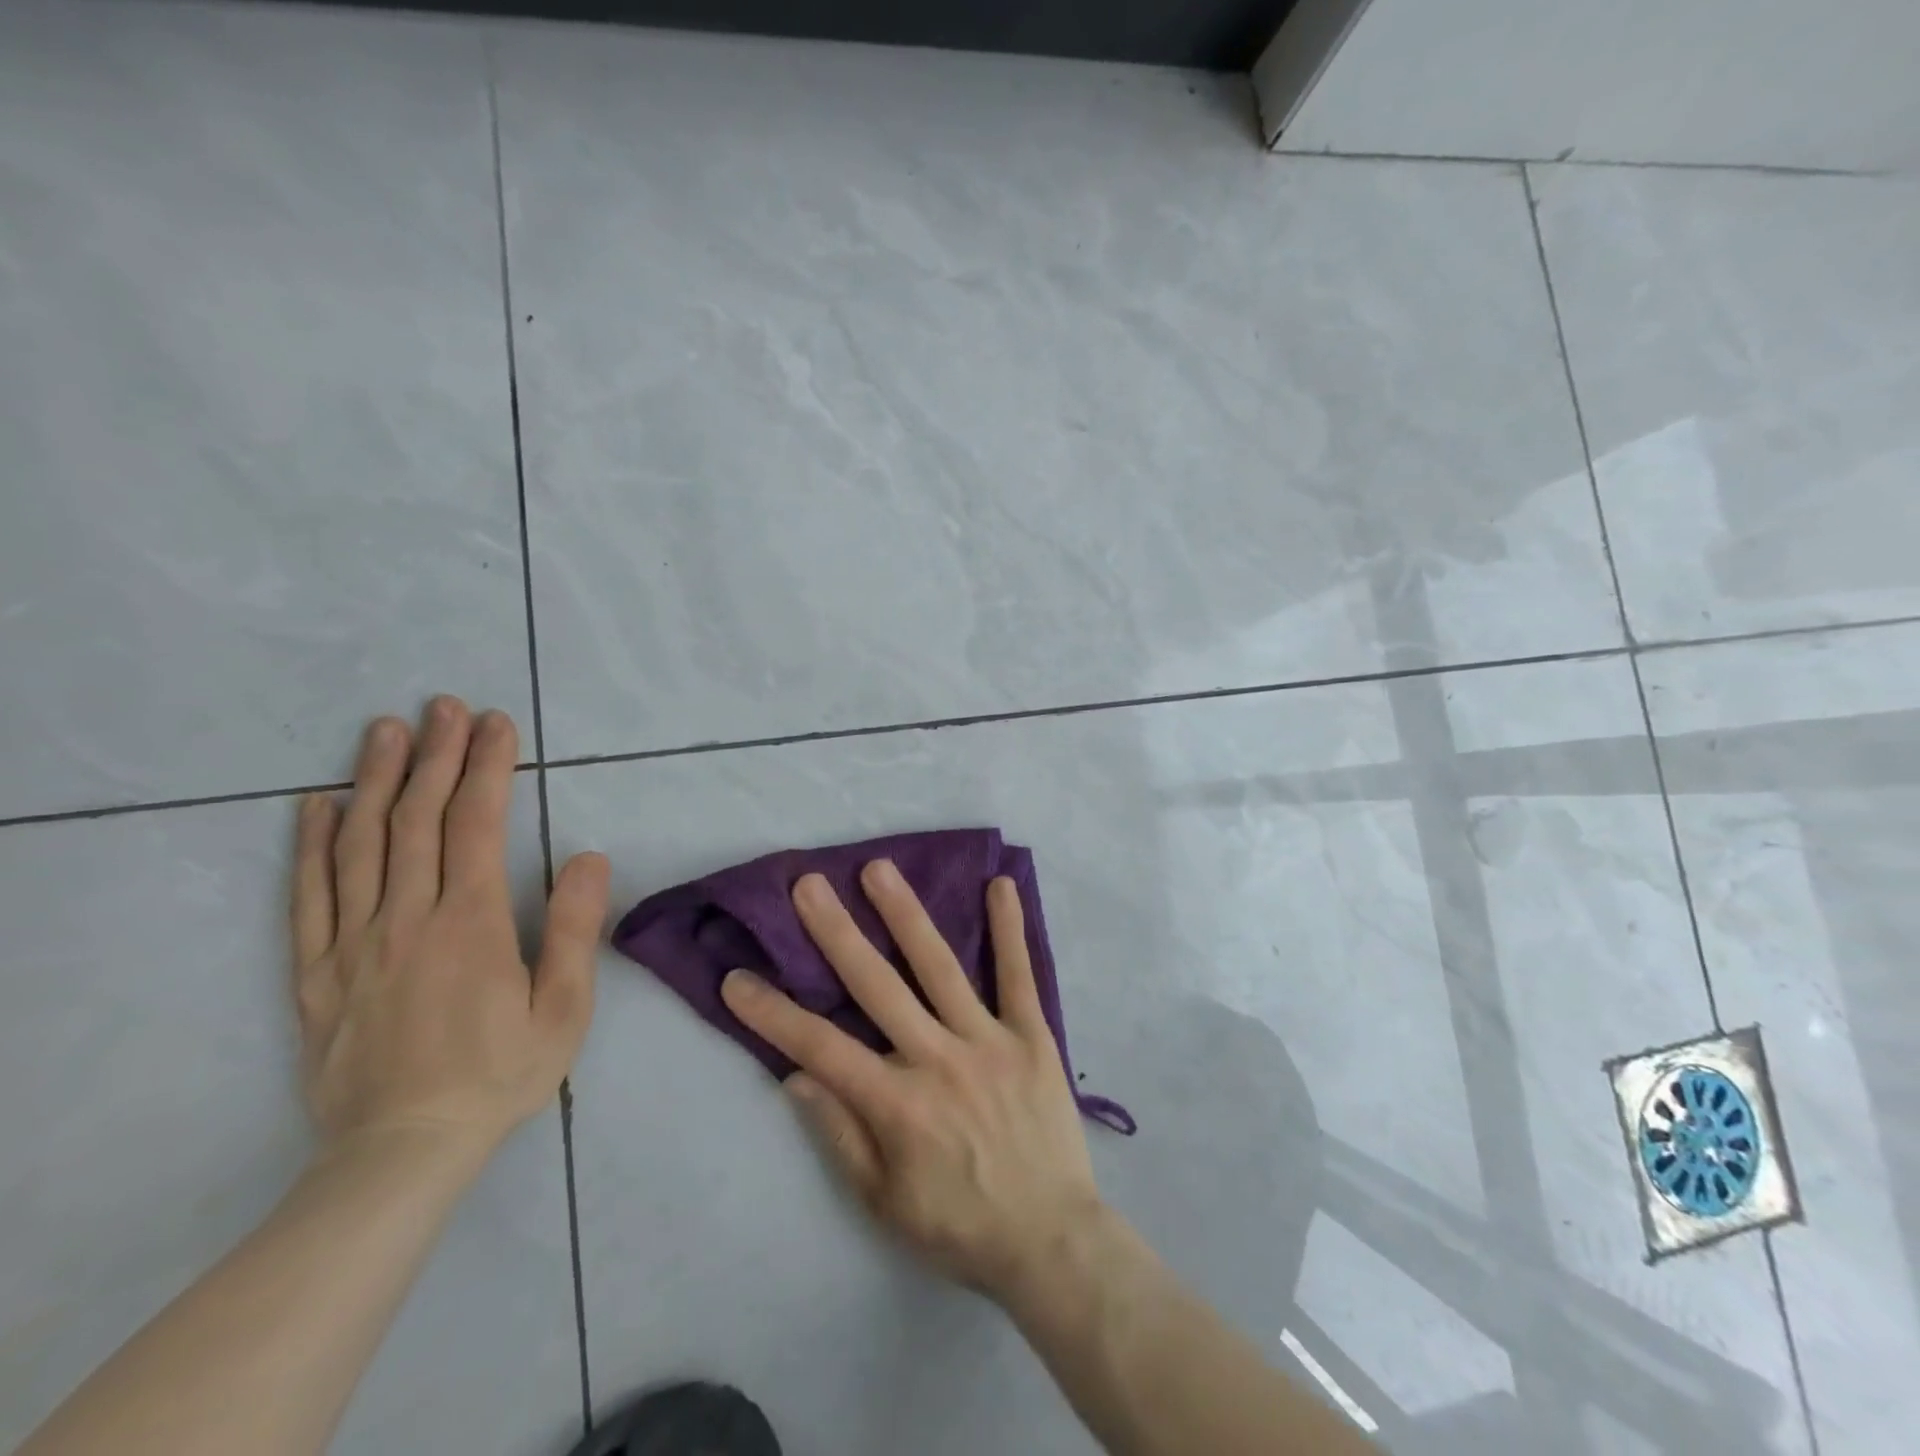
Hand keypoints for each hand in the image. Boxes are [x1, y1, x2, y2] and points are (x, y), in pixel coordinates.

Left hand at [291, 696, 608, 1161]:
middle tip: (445, 706)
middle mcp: (407, 917)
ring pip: (361, 844)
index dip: (487, 767)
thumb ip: (572, 928)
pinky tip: (317, 806)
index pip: (477, 824)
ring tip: (386, 731)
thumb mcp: (564, 1009)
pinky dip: (311, 845)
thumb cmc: (499, 1076)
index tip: (496, 724)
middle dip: (436, 755)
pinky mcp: (318, 971)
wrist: (401, 1151)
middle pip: (418, 820)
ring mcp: (354, 942)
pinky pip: (310, 896)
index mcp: (470, 922)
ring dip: (375, 780)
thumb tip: (586, 856)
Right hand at [720, 861, 1103, 1302]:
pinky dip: (1010, 930)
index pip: (821, 1047)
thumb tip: (797, 1075)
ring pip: (940, 968)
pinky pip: (1019, 976)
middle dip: (838, 934)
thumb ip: (840, 1134)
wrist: (1052, 1241)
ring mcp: (988, 1041)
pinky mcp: (1032, 1036)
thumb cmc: (959, 1226)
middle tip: (809, 884)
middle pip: (877, 987)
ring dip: (906, 915)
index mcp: (897, 1104)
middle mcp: (938, 1059)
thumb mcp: (884, 1202)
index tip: (737, 978)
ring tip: (880, 870)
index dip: (773, 1013)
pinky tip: (1000, 885)